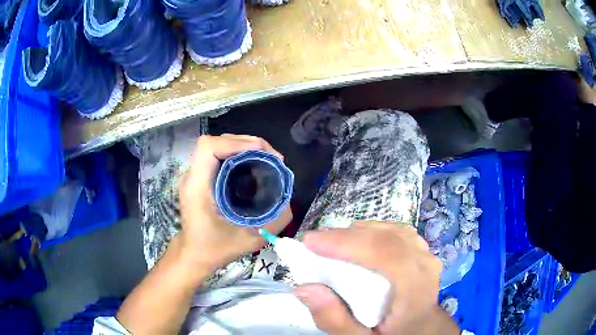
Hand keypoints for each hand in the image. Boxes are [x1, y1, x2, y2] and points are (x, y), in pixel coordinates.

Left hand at [177, 134, 291, 274]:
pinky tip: (252, 165)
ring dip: (243, 146)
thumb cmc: (215, 249)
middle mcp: (192, 176)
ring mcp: (194, 175)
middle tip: (271, 157)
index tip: (263, 153)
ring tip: (265, 158)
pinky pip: (217, 155)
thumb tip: (288, 200)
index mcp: (197, 187)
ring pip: (217, 146)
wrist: (194, 255)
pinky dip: (237, 154)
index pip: (209, 148)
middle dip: (246, 143)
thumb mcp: (250, 239)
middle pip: (215, 141)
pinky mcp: (199, 178)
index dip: (236, 143)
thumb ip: (274, 222)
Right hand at [294, 221, 458, 334]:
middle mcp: (424, 264)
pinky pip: (393, 232)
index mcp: (415, 288)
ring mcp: (425, 253)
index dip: (347, 242)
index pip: (385, 253)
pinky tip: (356, 243)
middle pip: (385, 237)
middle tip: (313, 244)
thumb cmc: (391, 334)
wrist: (420, 328)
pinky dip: (370, 233)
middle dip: (345, 236)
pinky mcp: (420, 249)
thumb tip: (304, 288)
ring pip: (388, 230)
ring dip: (356, 234)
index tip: (310, 242)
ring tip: (331, 245)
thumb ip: (334, 320)